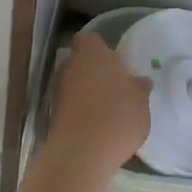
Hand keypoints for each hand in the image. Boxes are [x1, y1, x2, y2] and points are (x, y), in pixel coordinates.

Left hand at [48, 32, 150, 173]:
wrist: (82, 151)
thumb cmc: (118, 116)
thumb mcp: (141, 102)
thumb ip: (139, 88)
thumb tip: (140, 82)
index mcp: (93, 52)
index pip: (91, 40)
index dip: (101, 50)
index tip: (115, 64)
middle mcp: (70, 64)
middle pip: (80, 61)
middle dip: (93, 71)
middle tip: (113, 87)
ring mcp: (57, 88)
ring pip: (73, 83)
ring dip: (85, 91)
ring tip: (105, 110)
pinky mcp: (51, 112)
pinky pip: (68, 104)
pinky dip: (78, 110)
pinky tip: (94, 125)